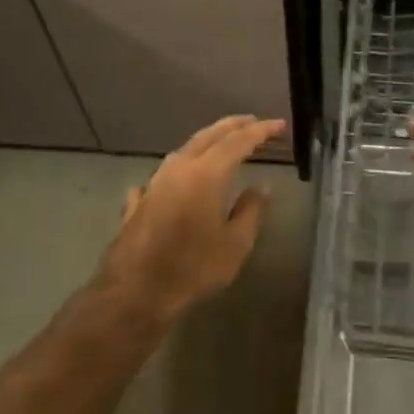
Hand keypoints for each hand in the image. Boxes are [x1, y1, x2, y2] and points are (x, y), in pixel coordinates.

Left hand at [95, 115, 284, 324]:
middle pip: (208, 136)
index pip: (238, 142)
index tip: (279, 124)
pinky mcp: (139, 202)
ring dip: (206, 142)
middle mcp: (179, 169)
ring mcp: (154, 183)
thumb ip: (251, 211)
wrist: (134, 292)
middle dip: (233, 126)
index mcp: (206, 174)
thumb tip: (261, 187)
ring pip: (184, 150)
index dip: (261, 131)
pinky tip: (173, 180)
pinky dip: (177, 171)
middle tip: (253, 121)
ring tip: (222, 144)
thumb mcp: (235, 244)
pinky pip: (162, 176)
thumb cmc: (192, 268)